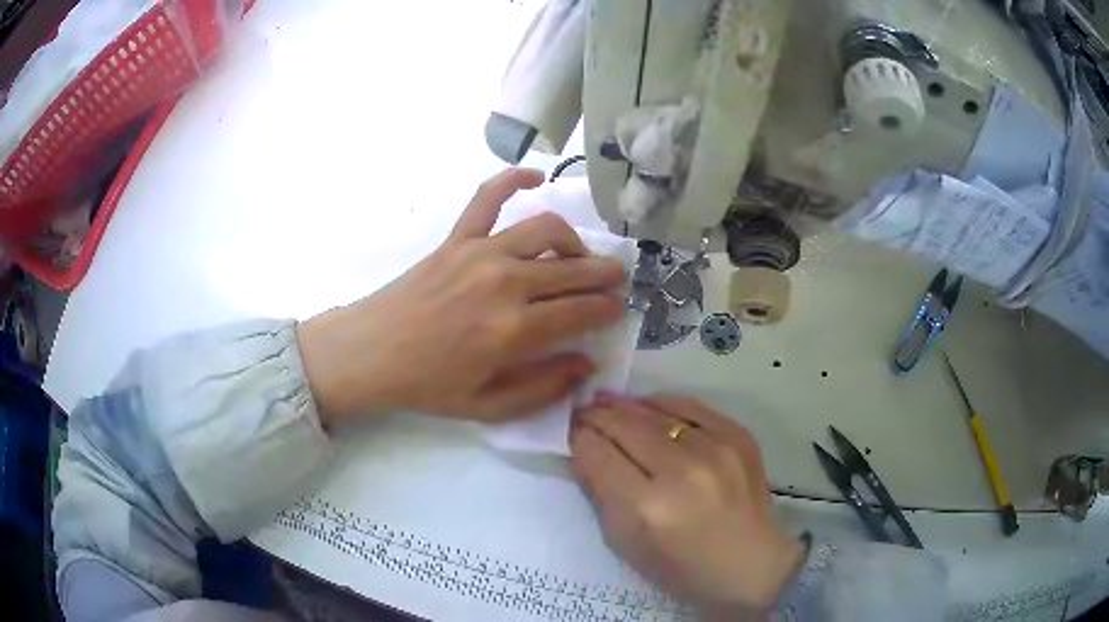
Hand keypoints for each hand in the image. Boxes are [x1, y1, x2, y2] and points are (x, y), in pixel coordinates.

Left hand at [298, 168, 626, 424]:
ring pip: (547, 230)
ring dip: (574, 240)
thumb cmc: (429, 384)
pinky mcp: (457, 238)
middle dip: (604, 274)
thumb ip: (544, 388)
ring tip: (580, 254)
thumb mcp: (489, 407)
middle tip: (615, 280)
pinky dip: (513, 179)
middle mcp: (505, 282)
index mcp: (514, 330)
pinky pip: (488, 197)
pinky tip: (535, 178)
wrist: (371, 352)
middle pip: (573, 269)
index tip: (617, 308)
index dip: (607, 308)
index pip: (581, 311)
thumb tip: (587, 364)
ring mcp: (480, 252)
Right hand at [570, 394, 803, 617]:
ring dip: (626, 405)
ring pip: (656, 412)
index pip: (599, 456)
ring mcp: (716, 450)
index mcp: (648, 508)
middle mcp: (681, 472)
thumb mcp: (627, 544)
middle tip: (582, 411)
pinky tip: (648, 404)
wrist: (751, 565)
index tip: (570, 432)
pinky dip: (664, 403)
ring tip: (606, 400)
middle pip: (625, 427)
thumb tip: (581, 453)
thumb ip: (600, 495)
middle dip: (597, 416)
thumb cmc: (682, 569)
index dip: (579, 439)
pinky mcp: (739, 437)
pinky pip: (692, 407)